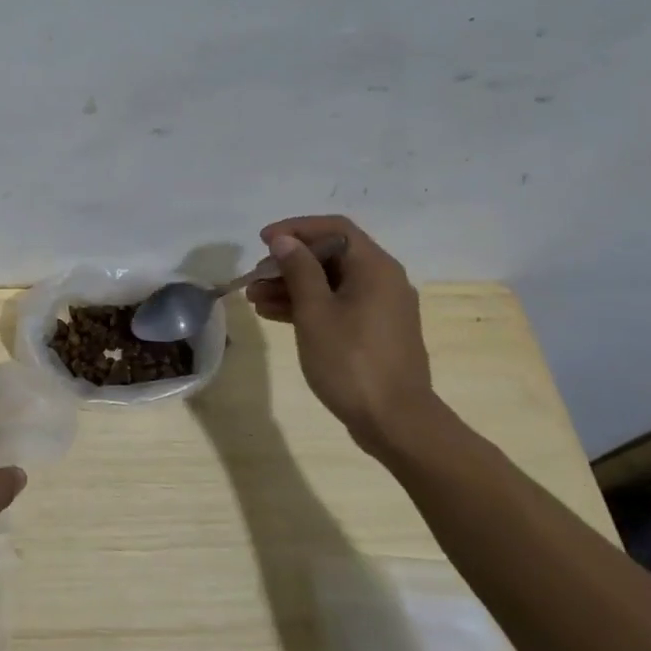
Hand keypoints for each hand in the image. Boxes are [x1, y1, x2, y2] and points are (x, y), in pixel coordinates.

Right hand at [245, 215, 438, 457]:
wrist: (396, 422)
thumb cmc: (351, 361)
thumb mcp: (315, 312)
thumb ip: (299, 270)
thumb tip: (284, 240)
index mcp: (374, 268)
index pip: (334, 229)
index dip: (296, 229)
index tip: (263, 241)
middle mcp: (383, 280)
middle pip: (331, 256)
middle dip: (289, 263)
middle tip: (255, 277)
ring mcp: (381, 308)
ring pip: (331, 283)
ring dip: (292, 286)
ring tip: (254, 299)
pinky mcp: (375, 332)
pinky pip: (338, 305)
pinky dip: (308, 306)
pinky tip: (274, 315)